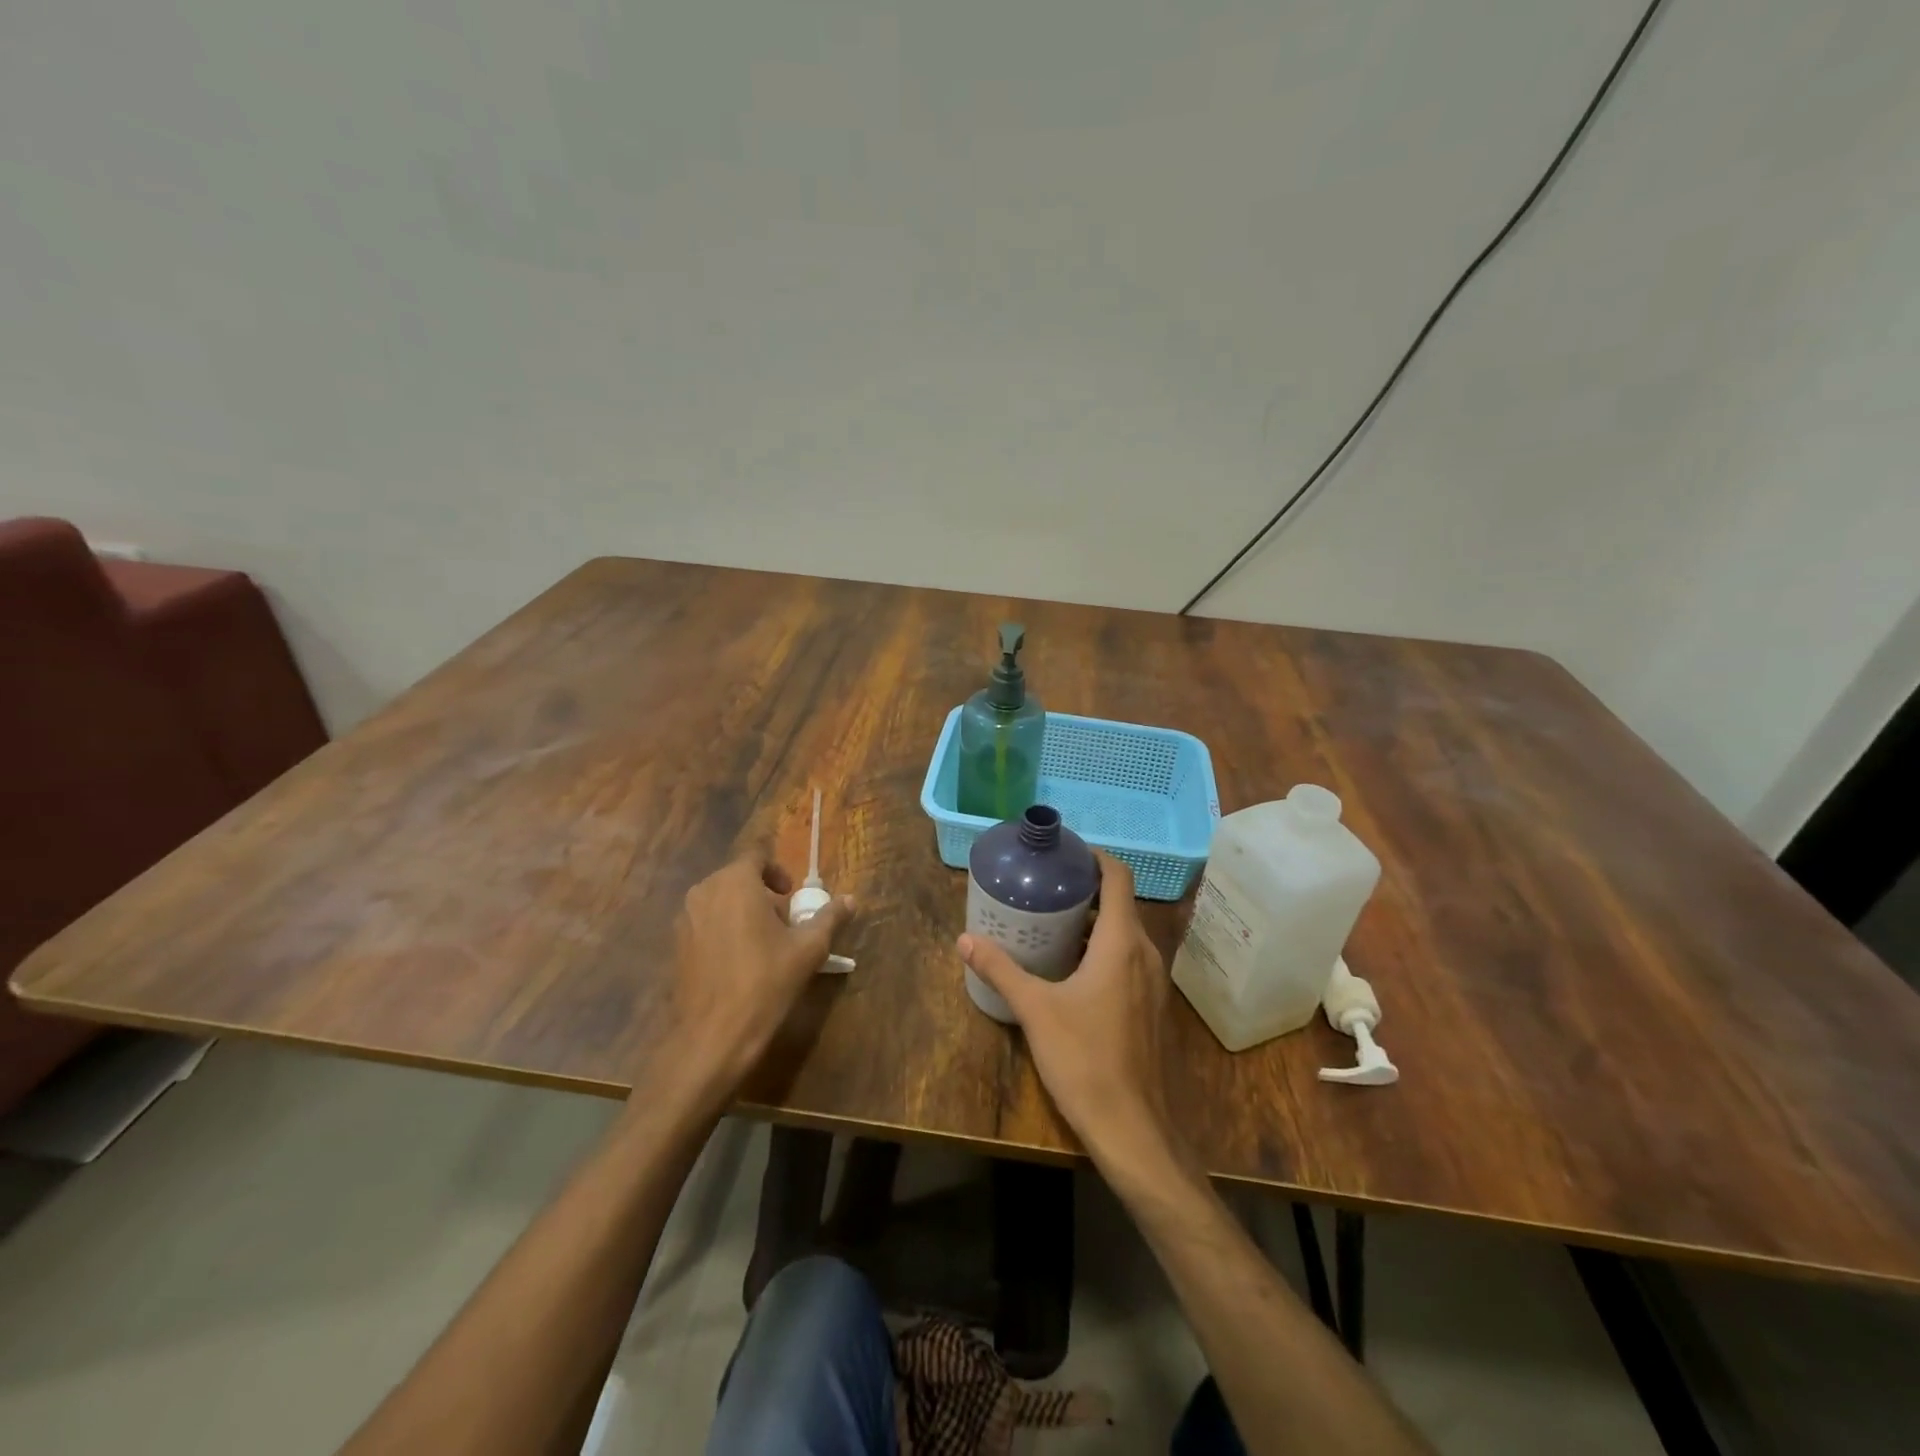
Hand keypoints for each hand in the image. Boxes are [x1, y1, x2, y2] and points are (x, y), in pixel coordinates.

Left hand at [669, 850, 855, 1090]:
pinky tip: (738, 961)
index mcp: (736, 882)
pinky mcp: (676, 945)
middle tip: (784, 921)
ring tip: (763, 942)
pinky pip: (705, 922)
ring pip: (719, 899)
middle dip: (762, 892)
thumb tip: (851, 900)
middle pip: (737, 876)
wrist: (714, 1035)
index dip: (777, 869)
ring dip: (742, 909)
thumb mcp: (808, 949)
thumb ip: (830, 918)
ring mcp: (685, 918)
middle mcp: (705, 891)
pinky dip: (723, 929)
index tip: (791, 895)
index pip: (757, 854)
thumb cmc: (766, 982)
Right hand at [957, 852, 1185, 1175]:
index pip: (1118, 877)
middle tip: (1045, 887)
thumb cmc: (1084, 1058)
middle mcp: (1145, 953)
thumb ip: (1000, 969)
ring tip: (1053, 921)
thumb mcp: (1035, 1009)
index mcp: (1122, 943)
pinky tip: (1072, 966)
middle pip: (1121, 903)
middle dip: (1086, 889)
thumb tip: (965, 939)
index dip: (1095, 857)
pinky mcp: (1151, 1005)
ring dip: (1095, 920)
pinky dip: (1105, 947)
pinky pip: (1129, 958)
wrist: (1131, 1127)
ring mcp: (1153, 981)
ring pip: (1126, 933)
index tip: (1064, 853)